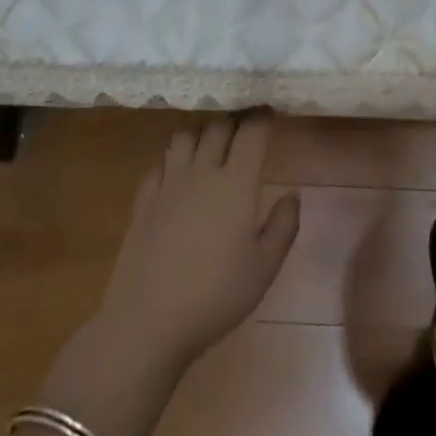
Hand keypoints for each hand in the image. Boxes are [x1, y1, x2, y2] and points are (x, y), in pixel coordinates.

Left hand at [95, 116, 299, 370]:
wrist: (147, 324)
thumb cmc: (215, 296)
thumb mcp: (265, 267)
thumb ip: (284, 225)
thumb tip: (292, 195)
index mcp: (236, 183)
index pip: (252, 131)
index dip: (263, 116)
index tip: (271, 111)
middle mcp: (202, 173)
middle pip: (217, 126)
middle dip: (234, 119)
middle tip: (246, 127)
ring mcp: (168, 185)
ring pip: (184, 137)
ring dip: (201, 133)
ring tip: (212, 144)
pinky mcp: (143, 203)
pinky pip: (158, 164)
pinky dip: (172, 159)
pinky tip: (178, 174)